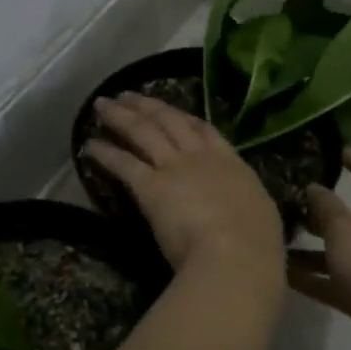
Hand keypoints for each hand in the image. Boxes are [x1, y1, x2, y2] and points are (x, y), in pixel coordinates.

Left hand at [85, 93, 284, 282]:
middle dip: (147, 105)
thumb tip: (245, 208)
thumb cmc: (256, 243)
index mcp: (230, 163)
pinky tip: (90, 145)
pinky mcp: (150, 187)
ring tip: (102, 105)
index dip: (184, 117)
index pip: (204, 130)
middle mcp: (199, 157)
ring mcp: (173, 168)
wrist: (235, 254)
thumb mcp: (260, 213)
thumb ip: (245, 203)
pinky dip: (105, 153)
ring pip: (142, 132)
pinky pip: (123, 163)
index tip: (170, 109)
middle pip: (168, 121)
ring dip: (120, 116)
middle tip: (127, 94)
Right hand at [288, 150, 350, 349]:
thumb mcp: (343, 229)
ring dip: (317, 247)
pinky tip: (286, 275)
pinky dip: (318, 276)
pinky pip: (341, 280)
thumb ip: (326, 206)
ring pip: (347, 251)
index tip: (338, 151)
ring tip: (282, 240)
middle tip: (297, 201)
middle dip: (328, 210)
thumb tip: (315, 189)